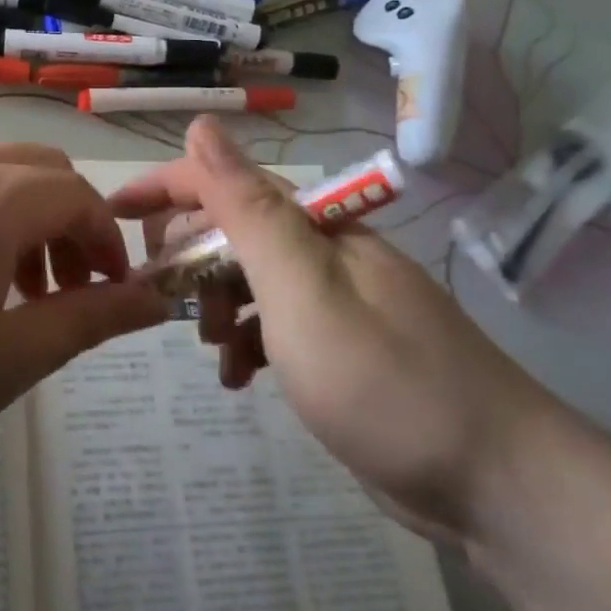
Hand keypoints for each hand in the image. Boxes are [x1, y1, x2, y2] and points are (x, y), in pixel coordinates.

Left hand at [0, 145, 167, 483]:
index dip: (109, 242)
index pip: (80, 196)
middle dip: (70, 222)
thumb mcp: (7, 360)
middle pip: (40, 170)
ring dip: (24, 219)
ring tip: (12, 293)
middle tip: (67, 290)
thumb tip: (155, 300)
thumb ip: (89, 320)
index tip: (112, 295)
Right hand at [111, 117, 561, 542]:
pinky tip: (240, 380)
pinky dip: (246, 345)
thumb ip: (248, 207)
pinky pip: (272, 326)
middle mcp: (321, 250)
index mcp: (313, 225)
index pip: (221, 179)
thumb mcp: (303, 288)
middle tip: (164, 300)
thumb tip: (202, 124)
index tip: (110, 213)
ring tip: (216, 350)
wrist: (499, 485)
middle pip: (231, 228)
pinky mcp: (339, 347)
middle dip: (189, 258)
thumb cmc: (385, 380)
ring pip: (246, 279)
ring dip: (214, 306)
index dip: (162, 187)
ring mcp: (333, 299)